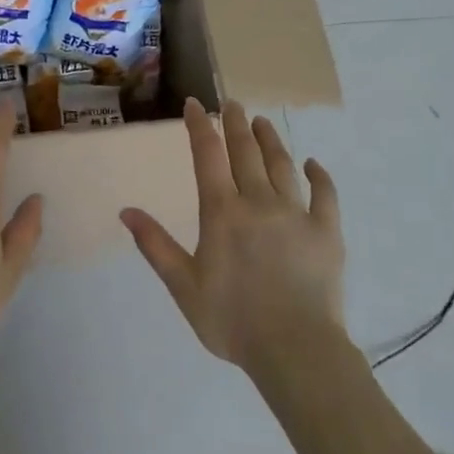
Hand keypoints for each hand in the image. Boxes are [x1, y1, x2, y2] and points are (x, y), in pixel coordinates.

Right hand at [121, 99, 344, 373]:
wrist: (295, 350)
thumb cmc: (232, 320)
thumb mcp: (183, 285)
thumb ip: (155, 245)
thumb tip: (126, 211)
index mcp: (222, 212)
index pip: (207, 155)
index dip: (199, 126)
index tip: (195, 104)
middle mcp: (258, 201)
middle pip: (245, 152)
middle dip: (235, 123)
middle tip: (231, 103)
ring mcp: (296, 214)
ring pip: (282, 164)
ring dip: (270, 139)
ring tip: (262, 122)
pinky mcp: (326, 232)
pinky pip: (325, 195)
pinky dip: (319, 175)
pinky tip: (313, 164)